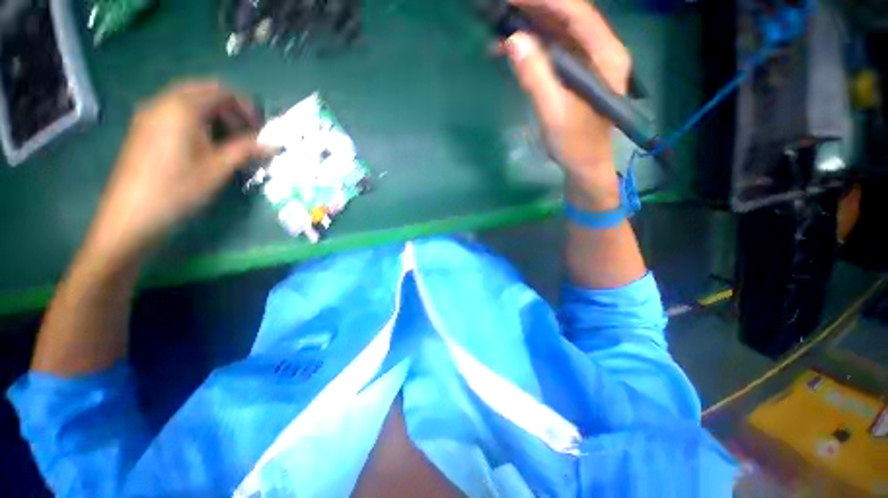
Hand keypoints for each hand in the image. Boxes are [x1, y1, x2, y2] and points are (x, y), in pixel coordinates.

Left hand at [86, 81, 266, 263]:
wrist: (133, 215)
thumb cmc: (179, 188)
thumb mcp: (219, 168)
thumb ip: (247, 149)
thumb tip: (274, 144)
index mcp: (182, 107)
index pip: (221, 92)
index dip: (246, 107)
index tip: (260, 130)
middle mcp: (163, 102)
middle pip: (204, 91)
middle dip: (230, 109)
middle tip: (246, 134)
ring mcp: (150, 114)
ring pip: (189, 101)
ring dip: (214, 115)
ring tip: (229, 141)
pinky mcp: (144, 129)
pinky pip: (175, 112)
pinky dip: (197, 121)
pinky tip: (205, 144)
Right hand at [503, 0, 630, 208]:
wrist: (584, 164)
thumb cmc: (574, 144)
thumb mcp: (553, 114)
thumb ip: (536, 78)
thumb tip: (513, 40)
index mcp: (605, 57)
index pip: (578, 15)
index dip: (547, 1)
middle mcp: (600, 50)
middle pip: (568, 16)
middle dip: (535, 8)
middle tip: (503, 5)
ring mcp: (587, 59)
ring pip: (558, 30)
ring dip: (529, 25)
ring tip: (499, 26)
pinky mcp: (574, 70)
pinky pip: (552, 48)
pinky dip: (531, 45)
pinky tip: (509, 48)